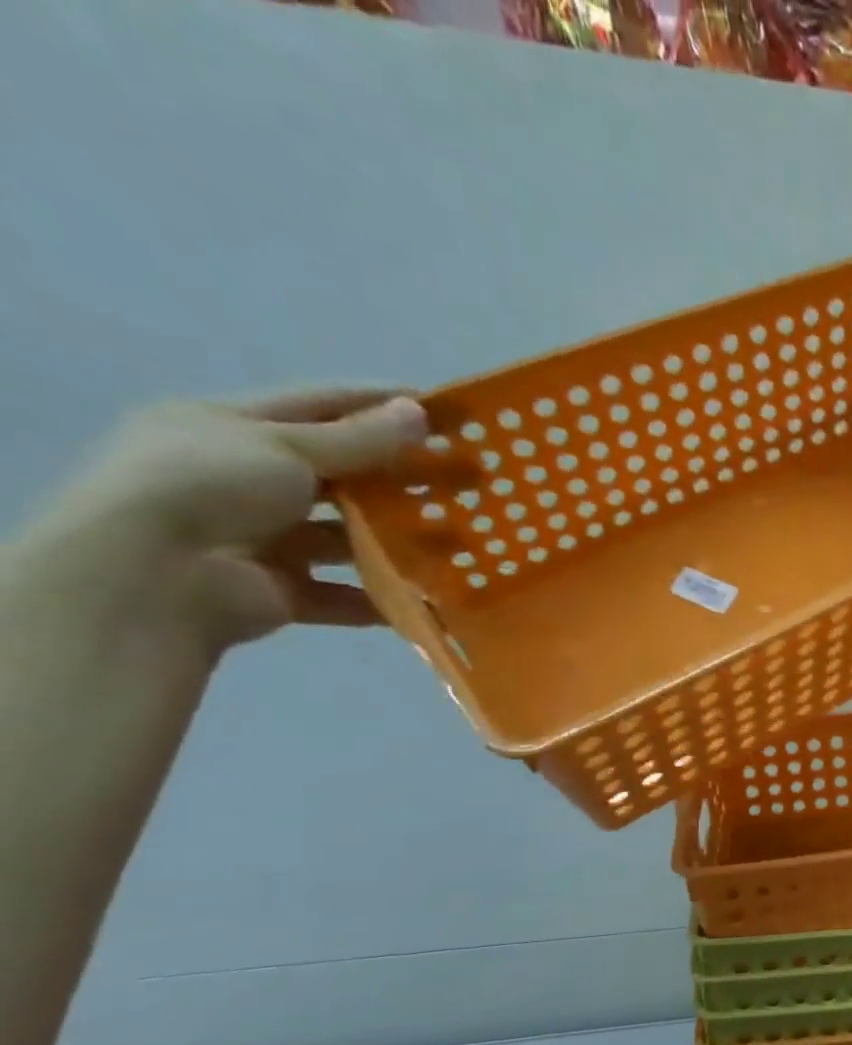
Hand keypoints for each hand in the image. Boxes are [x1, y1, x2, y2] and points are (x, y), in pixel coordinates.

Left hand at [28, 388, 425, 655]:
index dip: (379, 404)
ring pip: (345, 538)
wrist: (152, 576)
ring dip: (396, 540)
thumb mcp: (285, 447)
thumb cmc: (209, 486)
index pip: (319, 406)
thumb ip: (358, 438)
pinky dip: (380, 597)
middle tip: (463, 482)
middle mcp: (244, 480)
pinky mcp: (278, 592)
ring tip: (456, 540)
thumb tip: (419, 412)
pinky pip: (341, 594)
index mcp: (230, 429)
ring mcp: (261, 539)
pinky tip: (425, 595)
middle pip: (339, 476)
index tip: (442, 410)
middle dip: (399, 478)